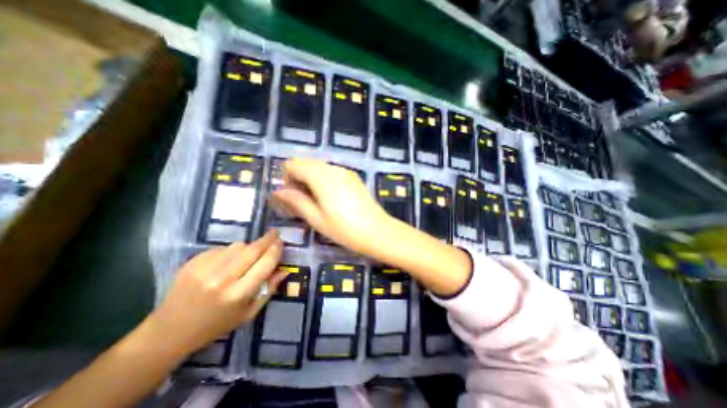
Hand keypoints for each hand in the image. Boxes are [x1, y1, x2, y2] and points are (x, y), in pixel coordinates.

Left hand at [145, 232, 285, 355]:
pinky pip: (221, 248)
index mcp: (238, 294)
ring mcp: (204, 269)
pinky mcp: (192, 262)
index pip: (265, 263)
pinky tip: (226, 262)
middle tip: (275, 233)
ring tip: (247, 256)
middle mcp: (222, 279)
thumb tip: (284, 270)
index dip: (276, 250)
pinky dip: (229, 251)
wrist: (169, 331)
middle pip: (253, 249)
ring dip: (248, 247)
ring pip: (237, 246)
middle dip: (267, 239)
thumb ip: (269, 290)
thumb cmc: (216, 325)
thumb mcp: (249, 313)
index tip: (281, 242)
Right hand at [269, 158, 391, 252]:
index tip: (291, 196)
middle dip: (298, 177)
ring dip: (310, 178)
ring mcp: (345, 171)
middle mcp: (333, 168)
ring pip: (319, 166)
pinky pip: (331, 171)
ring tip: (315, 200)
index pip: (293, 164)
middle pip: (306, 162)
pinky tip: (329, 197)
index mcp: (321, 177)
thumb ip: (296, 201)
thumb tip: (277, 191)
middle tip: (301, 200)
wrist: (378, 231)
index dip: (286, 178)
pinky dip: (323, 179)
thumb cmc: (344, 229)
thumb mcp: (316, 218)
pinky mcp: (353, 177)